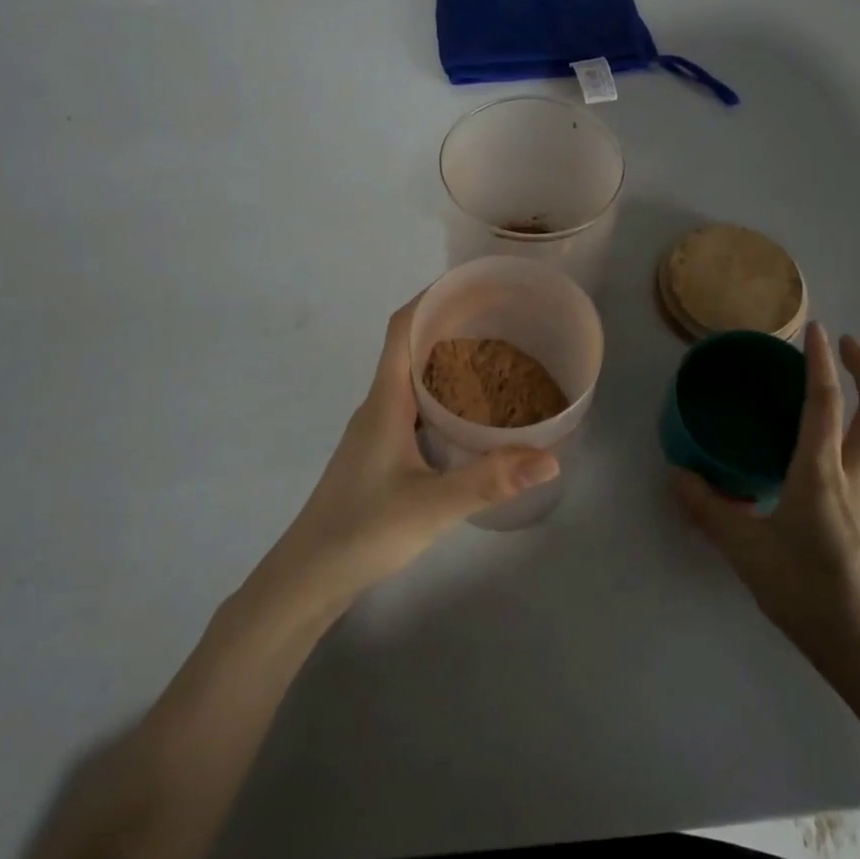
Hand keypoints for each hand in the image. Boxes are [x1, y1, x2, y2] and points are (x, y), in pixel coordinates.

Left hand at [252, 295, 559, 618]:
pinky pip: (416, 406)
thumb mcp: (431, 506)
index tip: (473, 282)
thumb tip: (550, 458)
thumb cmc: (362, 530)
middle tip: (501, 318)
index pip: (401, 328)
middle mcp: (379, 405)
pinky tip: (471, 415)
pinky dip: (444, 395)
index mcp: (385, 400)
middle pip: (410, 346)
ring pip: (413, 378)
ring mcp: (377, 430)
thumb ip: (489, 481)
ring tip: (495, 357)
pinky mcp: (381, 453)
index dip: (432, 296)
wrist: (308, 576)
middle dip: (451, 323)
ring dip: (447, 359)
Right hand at [675, 323, 859, 681]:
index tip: (818, 328)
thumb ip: (708, 508)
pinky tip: (845, 448)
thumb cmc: (807, 593)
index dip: (821, 361)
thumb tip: (677, 474)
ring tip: (845, 387)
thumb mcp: (745, 550)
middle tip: (844, 346)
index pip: (825, 402)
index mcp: (823, 473)